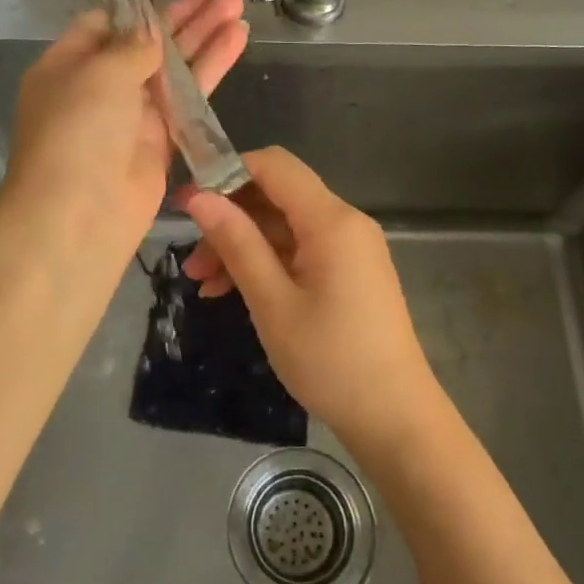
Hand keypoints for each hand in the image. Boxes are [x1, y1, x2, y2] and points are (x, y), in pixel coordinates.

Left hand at [4, 0, 247, 255]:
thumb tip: (149, 34)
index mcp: (68, 65)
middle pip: (146, 44)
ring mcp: (131, 116)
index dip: (140, 8)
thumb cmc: (78, 130)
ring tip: (238, 9)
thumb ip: (132, 46)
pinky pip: (189, 98)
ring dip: (205, 39)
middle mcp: (99, 88)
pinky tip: (237, 43)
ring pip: (174, 69)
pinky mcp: (161, 141)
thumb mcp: (100, 72)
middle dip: (183, 18)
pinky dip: (211, 70)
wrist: (81, 214)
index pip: (105, 25)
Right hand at [182, 146, 438, 450]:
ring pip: (284, 226)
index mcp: (331, 220)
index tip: (188, 203)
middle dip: (230, 219)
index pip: (274, 165)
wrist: (395, 418)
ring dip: (242, 246)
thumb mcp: (272, 302)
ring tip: (203, 284)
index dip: (227, 172)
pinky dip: (266, 264)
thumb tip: (198, 196)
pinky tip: (232, 292)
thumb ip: (236, 243)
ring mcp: (349, 248)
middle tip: (190, 260)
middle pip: (277, 196)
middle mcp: (344, 222)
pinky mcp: (348, 272)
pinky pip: (300, 251)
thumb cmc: (330, 360)